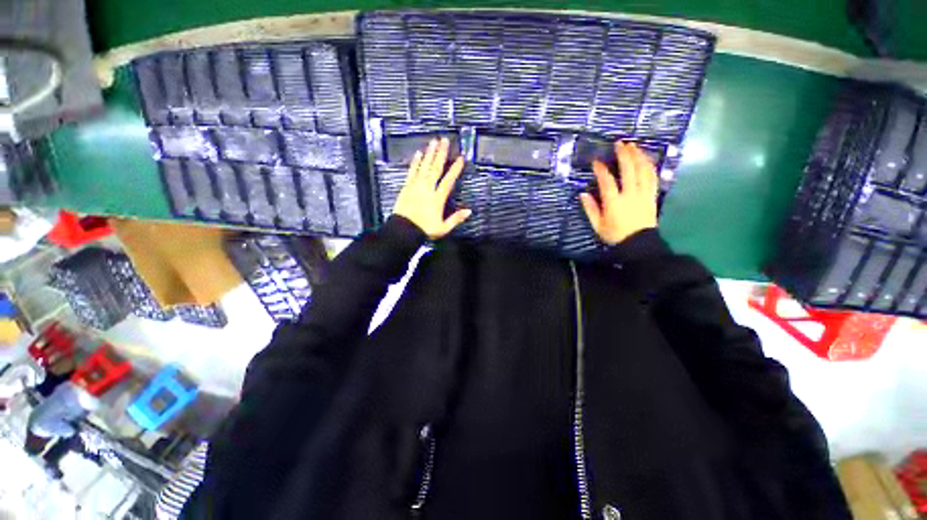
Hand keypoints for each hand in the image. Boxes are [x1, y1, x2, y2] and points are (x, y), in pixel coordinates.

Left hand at [393, 138, 470, 238]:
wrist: (403, 231)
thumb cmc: (424, 230)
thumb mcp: (443, 228)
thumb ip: (456, 219)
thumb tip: (469, 211)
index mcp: (437, 199)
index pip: (448, 181)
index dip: (455, 169)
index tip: (460, 158)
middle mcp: (427, 189)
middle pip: (435, 169)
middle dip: (441, 154)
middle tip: (444, 140)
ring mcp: (416, 186)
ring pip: (424, 167)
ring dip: (429, 154)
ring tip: (433, 142)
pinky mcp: (406, 187)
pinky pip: (412, 172)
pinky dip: (415, 163)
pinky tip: (418, 154)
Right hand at [579, 141, 658, 245]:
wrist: (638, 243)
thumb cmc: (615, 235)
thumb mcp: (597, 225)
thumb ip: (590, 209)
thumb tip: (583, 194)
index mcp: (614, 203)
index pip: (607, 182)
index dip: (601, 170)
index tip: (596, 161)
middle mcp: (630, 195)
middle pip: (629, 170)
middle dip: (624, 155)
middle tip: (619, 143)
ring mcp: (643, 194)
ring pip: (643, 171)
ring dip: (638, 156)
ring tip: (633, 146)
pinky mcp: (652, 196)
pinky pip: (653, 177)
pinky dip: (649, 165)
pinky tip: (645, 159)